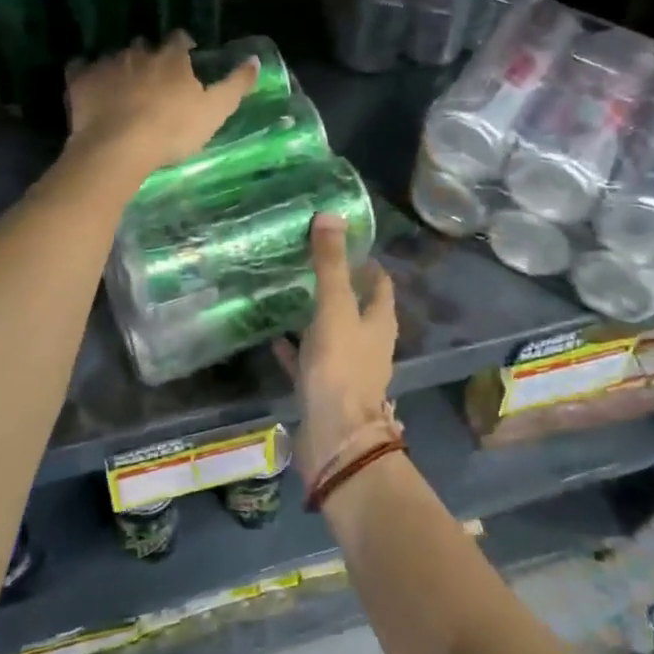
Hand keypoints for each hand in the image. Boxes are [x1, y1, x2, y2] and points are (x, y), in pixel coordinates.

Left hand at [65, 33, 259, 181]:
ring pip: (116, 56)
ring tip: (123, 87)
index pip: (180, 39)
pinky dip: (87, 74)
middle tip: (154, 79)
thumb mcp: (216, 111)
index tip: (187, 60)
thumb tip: (255, 59)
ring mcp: (107, 63)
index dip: (184, 48)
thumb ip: (236, 84)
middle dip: (151, 57)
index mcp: (172, 57)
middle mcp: (139, 52)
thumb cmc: (172, 130)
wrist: (118, 147)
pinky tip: (90, 86)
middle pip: (147, 45)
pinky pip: (81, 67)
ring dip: (121, 66)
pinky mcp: (80, 79)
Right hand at [275, 214, 397, 478]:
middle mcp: (369, 343)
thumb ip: (331, 265)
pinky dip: (295, 348)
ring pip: (332, 333)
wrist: (335, 438)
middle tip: (308, 262)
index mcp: (380, 321)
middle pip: (357, 307)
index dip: (367, 262)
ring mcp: (347, 368)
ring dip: (316, 316)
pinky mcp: (324, 389)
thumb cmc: (341, 367)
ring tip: (289, 292)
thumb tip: (331, 215)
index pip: (380, 283)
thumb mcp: (335, 308)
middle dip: (338, 286)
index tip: (342, 242)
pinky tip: (273, 336)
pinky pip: (308, 360)